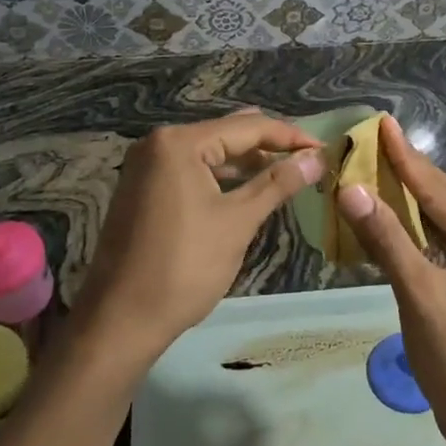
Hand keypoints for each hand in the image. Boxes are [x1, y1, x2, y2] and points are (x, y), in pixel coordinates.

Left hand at [77, 110, 322, 365]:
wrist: (121, 318)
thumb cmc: (185, 266)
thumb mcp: (238, 221)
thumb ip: (278, 183)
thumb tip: (317, 158)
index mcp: (179, 142)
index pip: (247, 127)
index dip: (289, 136)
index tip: (324, 149)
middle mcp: (158, 143)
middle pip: (225, 134)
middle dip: (268, 146)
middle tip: (308, 159)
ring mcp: (145, 166)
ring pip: (207, 153)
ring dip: (244, 163)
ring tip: (285, 171)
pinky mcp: (142, 189)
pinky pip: (190, 170)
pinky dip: (219, 177)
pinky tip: (246, 188)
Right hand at [335, 116, 445, 445]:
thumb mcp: (420, 295)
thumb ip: (387, 238)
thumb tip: (351, 189)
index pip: (440, 192)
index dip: (406, 158)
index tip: (382, 124)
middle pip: (442, 203)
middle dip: (405, 173)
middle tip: (371, 139)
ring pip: (438, 225)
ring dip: (405, 202)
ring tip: (373, 167)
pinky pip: (437, 249)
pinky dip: (410, 234)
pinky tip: (387, 218)